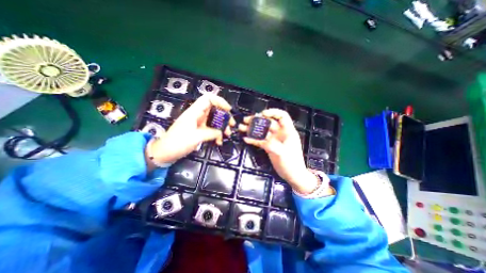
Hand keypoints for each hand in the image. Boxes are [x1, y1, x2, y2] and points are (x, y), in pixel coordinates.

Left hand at [151, 94, 234, 166]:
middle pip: (214, 110)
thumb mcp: (196, 137)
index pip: (208, 99)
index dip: (220, 101)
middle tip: (231, 125)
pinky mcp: (199, 131)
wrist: (165, 153)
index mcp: (194, 112)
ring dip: (222, 126)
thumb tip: (221, 132)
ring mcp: (198, 123)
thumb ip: (211, 133)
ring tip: (227, 134)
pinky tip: (219, 142)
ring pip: (214, 120)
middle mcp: (197, 115)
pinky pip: (211, 129)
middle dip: (224, 116)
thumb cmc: (178, 143)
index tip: (228, 110)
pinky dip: (217, 134)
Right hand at [239, 108, 321, 193]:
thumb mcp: (283, 153)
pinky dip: (253, 139)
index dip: (273, 112)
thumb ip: (271, 145)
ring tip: (241, 127)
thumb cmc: (292, 163)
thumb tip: (259, 140)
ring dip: (252, 129)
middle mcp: (280, 133)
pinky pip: (260, 141)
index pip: (282, 116)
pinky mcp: (269, 146)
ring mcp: (273, 140)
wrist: (292, 175)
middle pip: (268, 122)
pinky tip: (246, 139)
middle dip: (257, 120)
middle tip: (246, 120)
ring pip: (262, 131)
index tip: (262, 114)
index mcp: (287, 131)